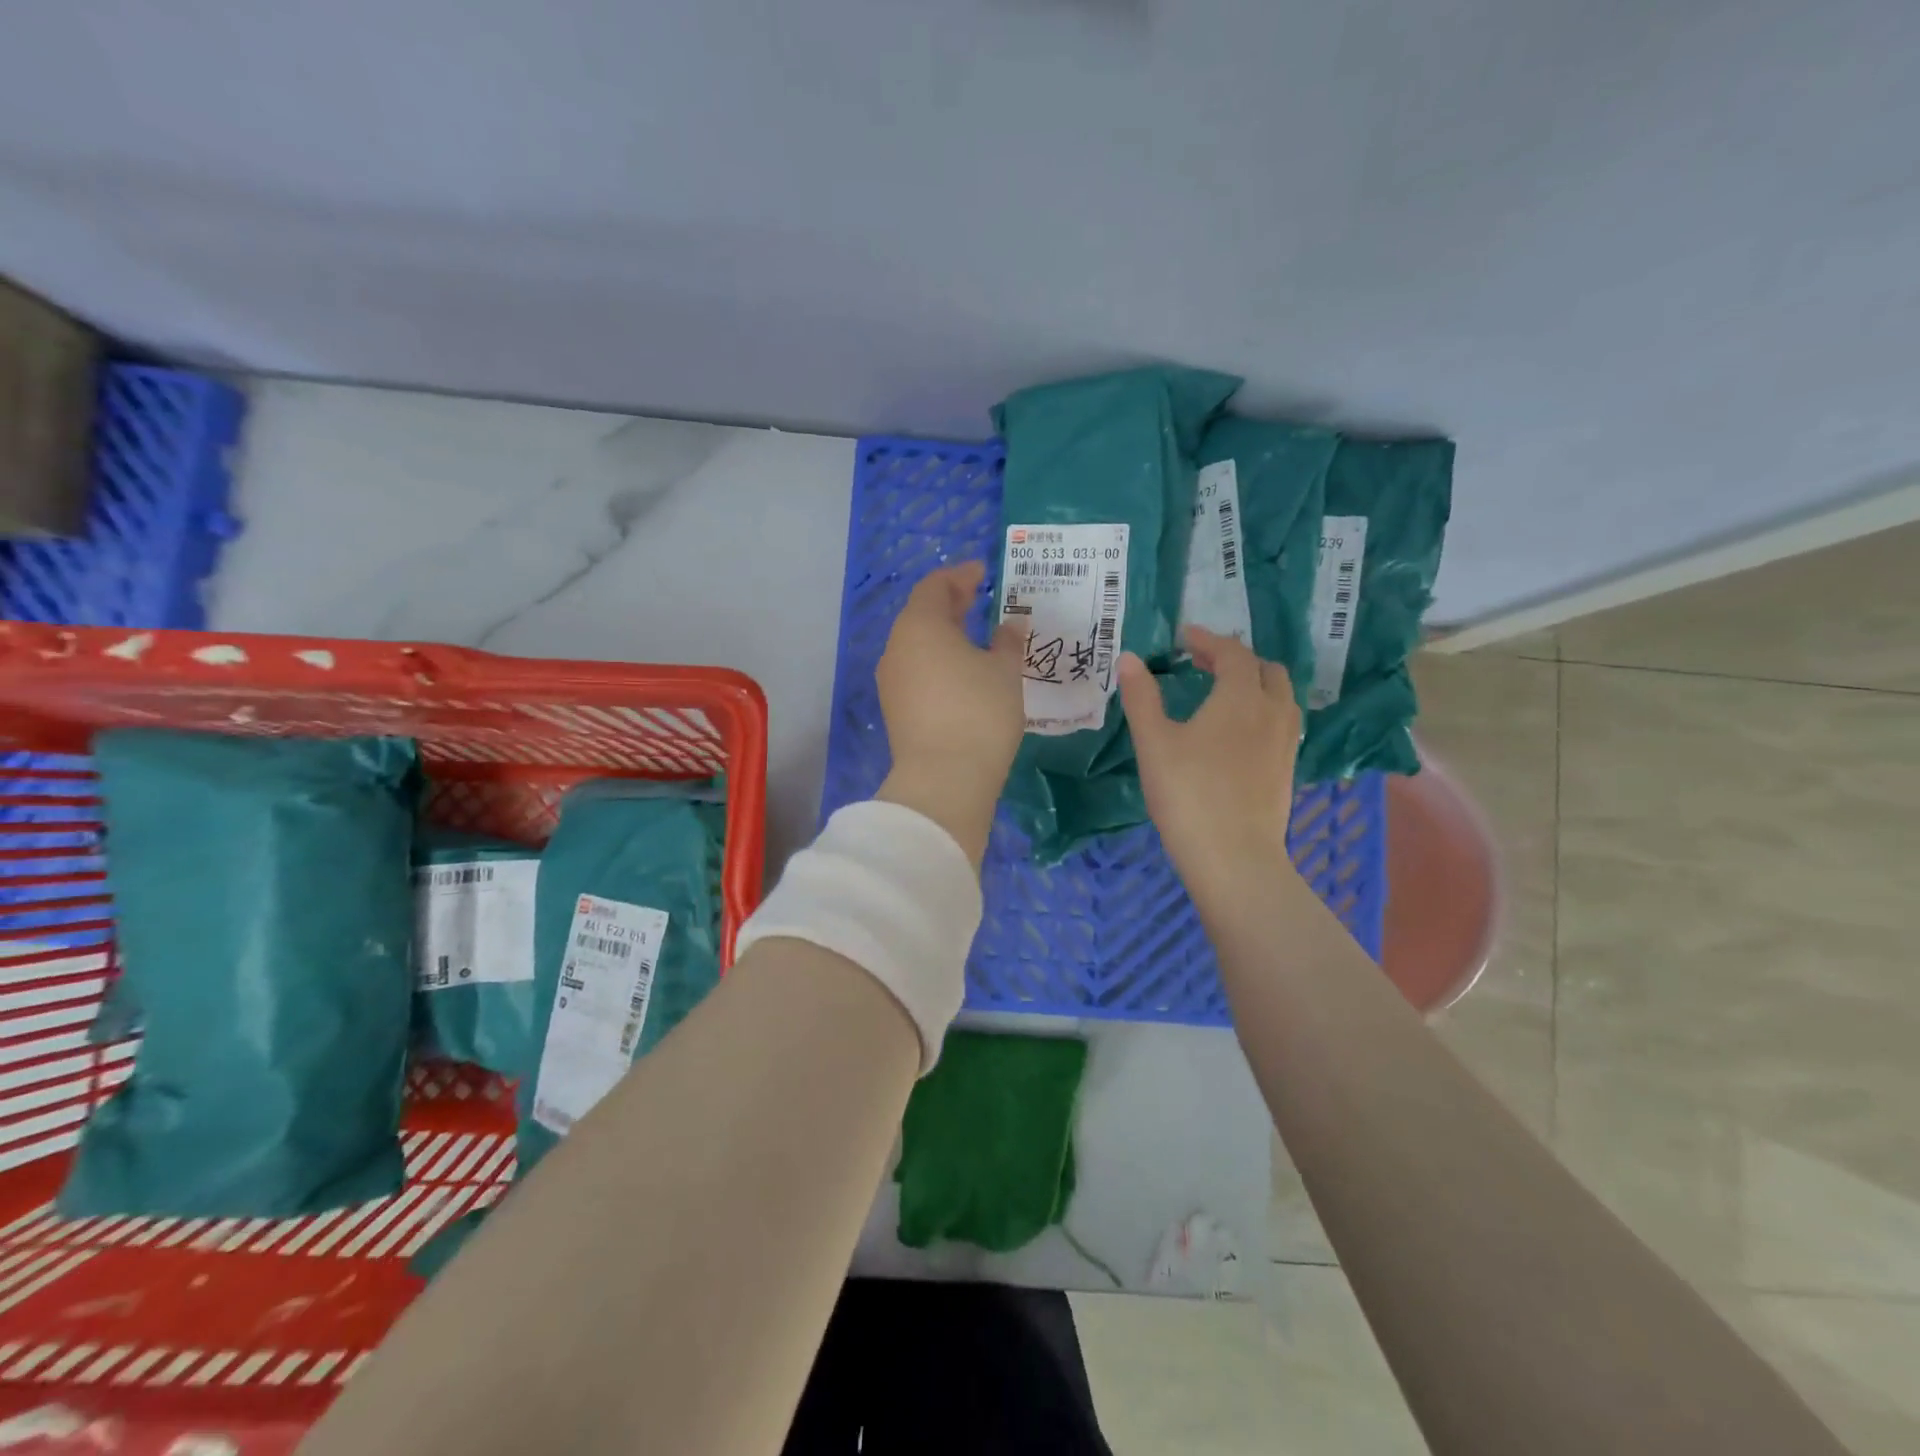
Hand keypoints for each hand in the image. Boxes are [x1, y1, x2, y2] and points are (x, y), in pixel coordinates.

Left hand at [875, 561, 1024, 866]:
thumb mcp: (1005, 672)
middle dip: (950, 605)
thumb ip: (1008, 642)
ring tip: (973, 637)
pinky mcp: (896, 710)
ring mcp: (892, 681)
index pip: (935, 586)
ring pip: (917, 646)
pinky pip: (917, 672)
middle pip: (921, 615)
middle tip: (977, 599)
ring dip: (943, 636)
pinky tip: (961, 673)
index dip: (960, 576)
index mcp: (921, 626)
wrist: (944, 780)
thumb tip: (1010, 626)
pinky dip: (937, 662)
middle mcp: (898, 648)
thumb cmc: (979, 712)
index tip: (982, 573)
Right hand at [1118, 626, 1301, 901]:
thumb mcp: (1154, 742)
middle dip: (1235, 658)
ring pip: (1280, 694)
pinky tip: (1239, 730)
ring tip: (1224, 691)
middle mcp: (1272, 710)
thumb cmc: (1187, 793)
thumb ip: (1141, 696)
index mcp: (1240, 696)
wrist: (1233, 855)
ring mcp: (1286, 741)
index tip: (1184, 636)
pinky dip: (1263, 708)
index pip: (1231, 653)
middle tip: (1203, 662)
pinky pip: (1282, 720)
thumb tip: (1128, 658)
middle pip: (1264, 668)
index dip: (1208, 639)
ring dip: (1255, 682)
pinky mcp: (1288, 768)